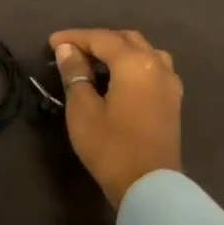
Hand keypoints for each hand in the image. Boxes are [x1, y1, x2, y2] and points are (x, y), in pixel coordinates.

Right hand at [49, 29, 183, 208]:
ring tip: (96, 62)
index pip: (100, 38)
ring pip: (143, 51)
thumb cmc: (111, 147)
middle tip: (72, 51)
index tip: (51, 42)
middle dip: (97, 40)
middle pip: (125, 39)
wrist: (149, 187)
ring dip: (119, 49)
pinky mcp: (173, 100)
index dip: (74, 37)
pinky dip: (134, 63)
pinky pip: (153, 67)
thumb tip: (67, 49)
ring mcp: (170, 82)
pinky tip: (120, 78)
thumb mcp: (83, 110)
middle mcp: (156, 65)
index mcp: (134, 63)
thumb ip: (75, 74)